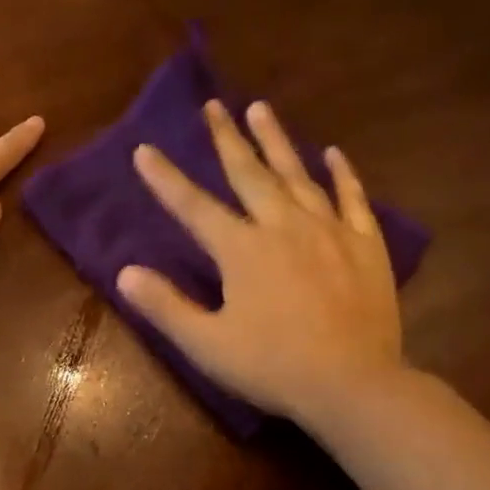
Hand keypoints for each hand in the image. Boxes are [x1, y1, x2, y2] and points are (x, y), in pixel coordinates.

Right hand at [116, 99, 402, 429]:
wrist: (352, 384)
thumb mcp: (207, 344)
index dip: (166, 179)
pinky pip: (352, 198)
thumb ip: (166, 306)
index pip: (194, 207)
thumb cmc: (272, 366)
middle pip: (249, 174)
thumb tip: (124, 272)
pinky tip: (332, 154)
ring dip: (276, 141)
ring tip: (260, 109)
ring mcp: (329, 231)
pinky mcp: (365, 246)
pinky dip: (341, 174)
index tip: (145, 149)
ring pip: (298, 175)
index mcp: (242, 250)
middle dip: (226, 139)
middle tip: (212, 105)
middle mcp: (284, 227)